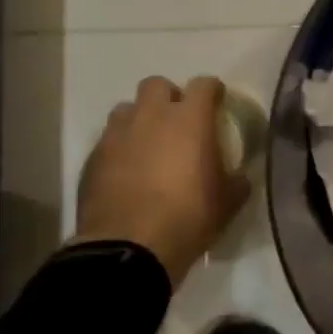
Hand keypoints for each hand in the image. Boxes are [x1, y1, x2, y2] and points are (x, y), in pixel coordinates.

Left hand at [71, 76, 249, 285]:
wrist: (128, 249)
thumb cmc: (187, 218)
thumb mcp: (226, 204)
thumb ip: (236, 183)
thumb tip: (239, 179)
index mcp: (190, 119)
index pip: (204, 84)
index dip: (212, 91)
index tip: (217, 103)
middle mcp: (151, 116)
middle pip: (157, 84)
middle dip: (168, 97)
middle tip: (177, 122)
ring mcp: (117, 134)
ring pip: (127, 109)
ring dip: (139, 119)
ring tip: (147, 144)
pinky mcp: (93, 157)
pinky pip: (108, 139)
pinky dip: (119, 147)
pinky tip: (125, 171)